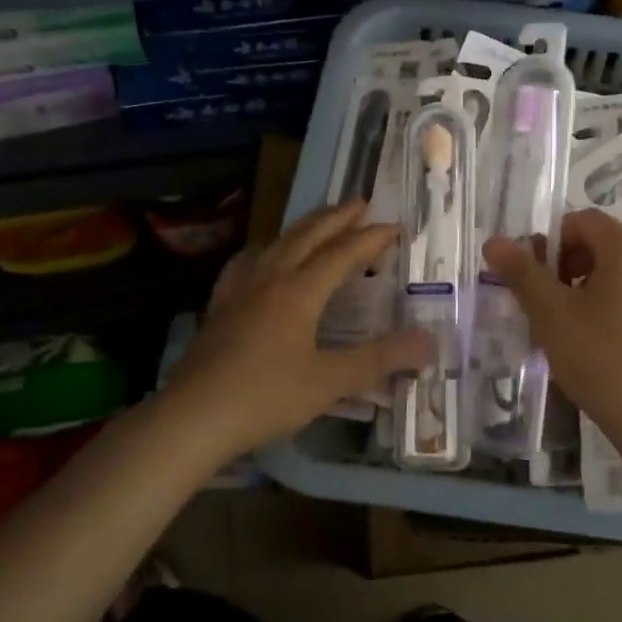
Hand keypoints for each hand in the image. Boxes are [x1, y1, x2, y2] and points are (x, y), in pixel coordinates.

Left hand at [161, 202, 433, 458]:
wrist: (192, 418)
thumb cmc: (266, 397)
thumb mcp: (331, 381)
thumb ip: (381, 359)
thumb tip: (429, 343)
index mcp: (300, 291)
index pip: (343, 253)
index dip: (371, 238)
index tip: (395, 226)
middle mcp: (270, 278)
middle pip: (308, 235)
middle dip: (337, 217)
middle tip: (360, 203)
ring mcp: (239, 289)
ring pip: (277, 242)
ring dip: (304, 227)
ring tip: (320, 221)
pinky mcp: (220, 305)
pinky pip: (247, 261)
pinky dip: (266, 249)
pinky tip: (263, 257)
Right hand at [483, 209, 621, 453]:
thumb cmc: (602, 358)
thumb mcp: (551, 314)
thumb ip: (522, 273)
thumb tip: (494, 242)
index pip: (585, 220)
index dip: (553, 240)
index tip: (536, 277)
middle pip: (603, 246)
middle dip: (567, 268)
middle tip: (546, 306)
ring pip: (618, 277)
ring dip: (586, 292)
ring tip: (567, 332)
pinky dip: (610, 311)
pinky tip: (597, 350)